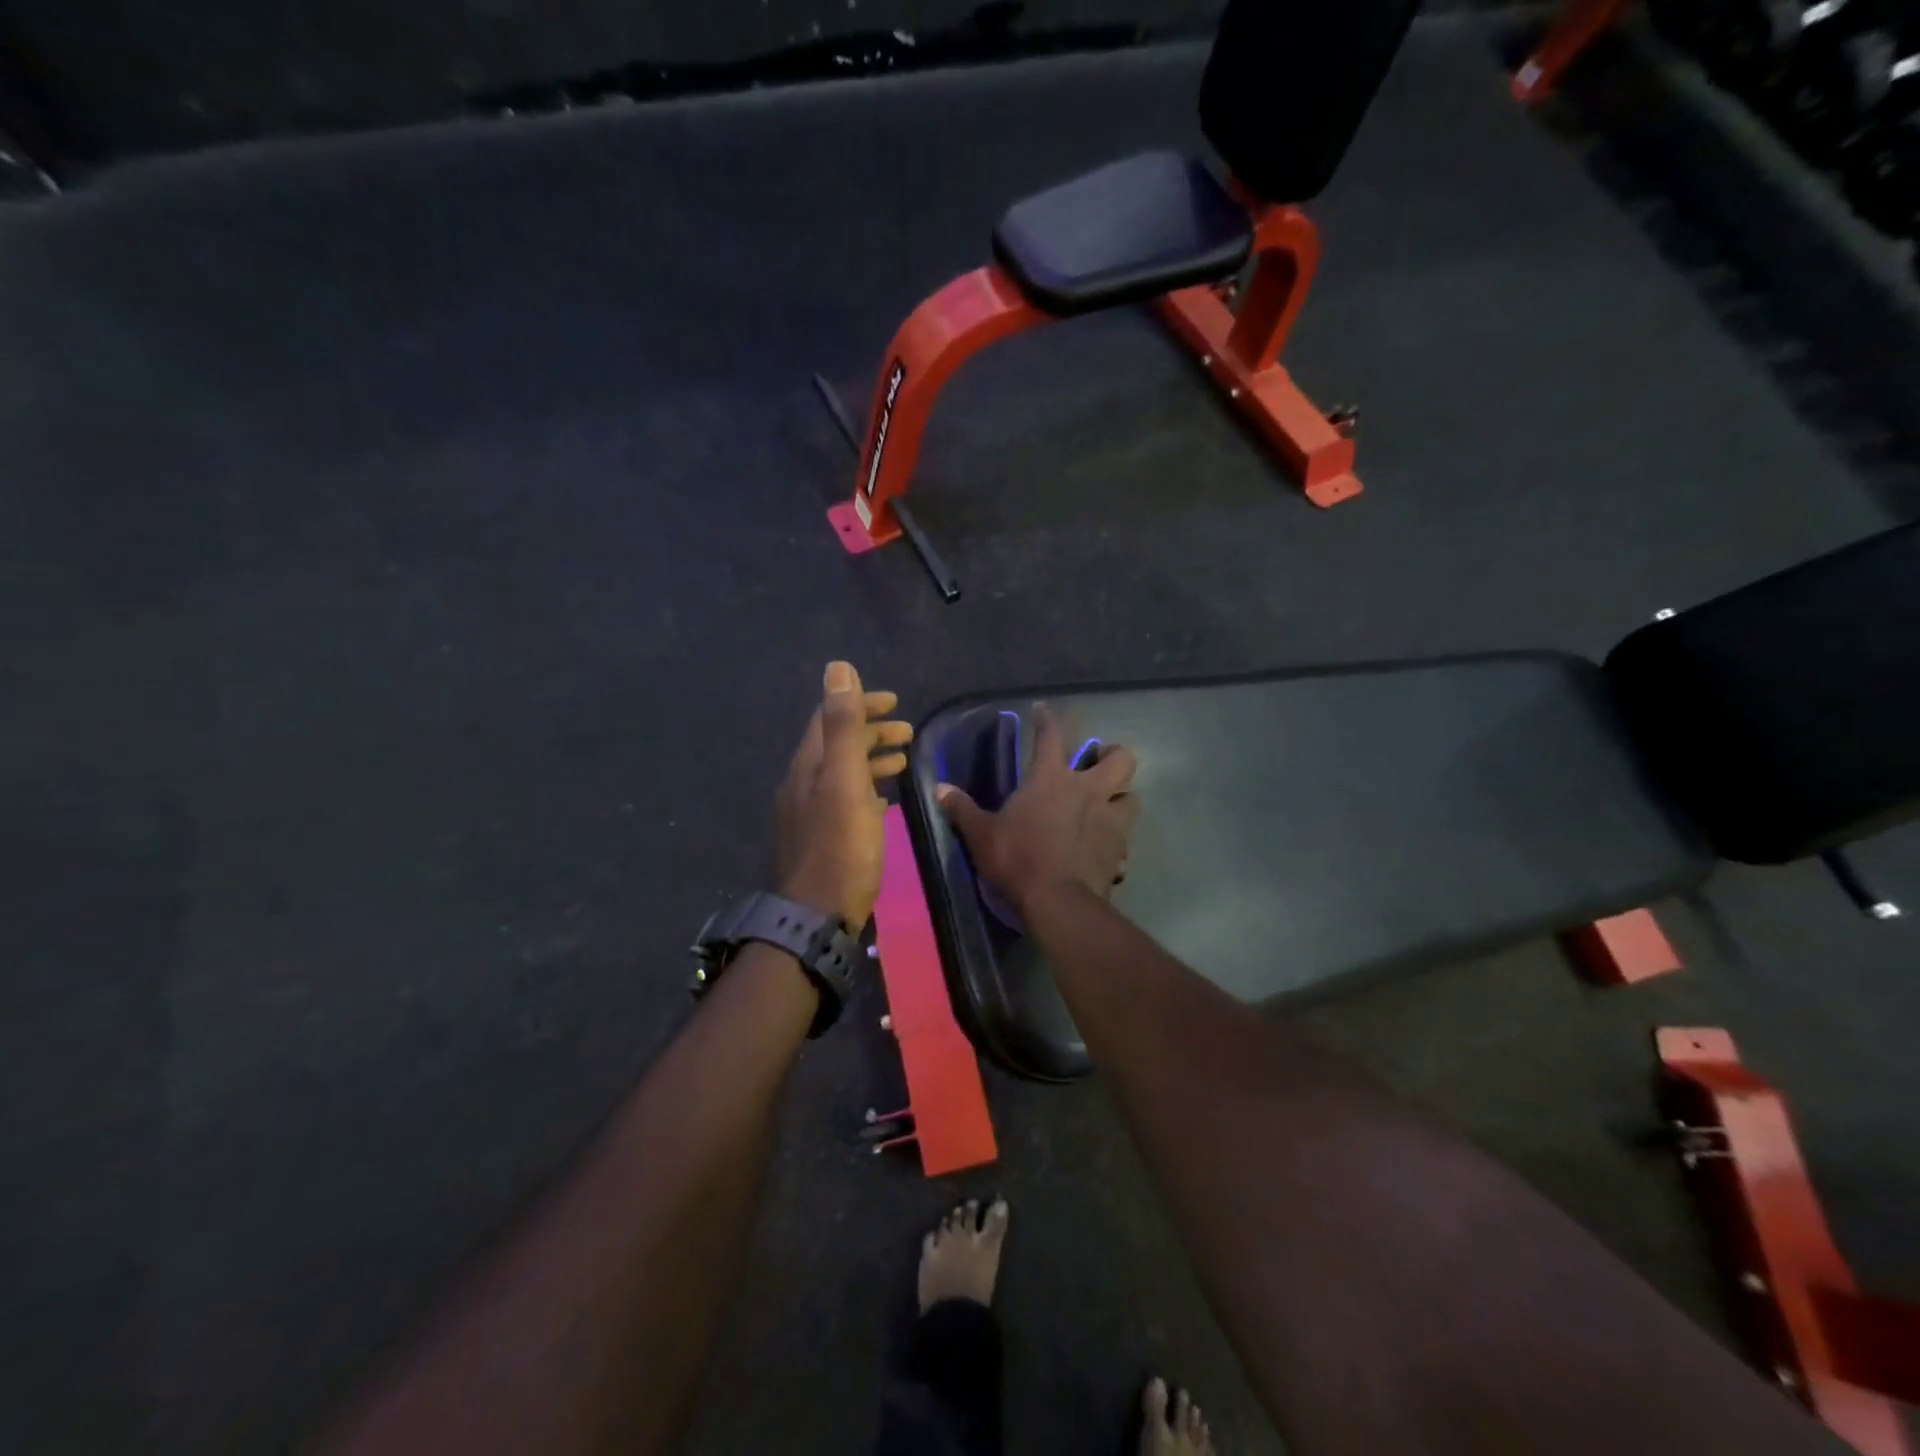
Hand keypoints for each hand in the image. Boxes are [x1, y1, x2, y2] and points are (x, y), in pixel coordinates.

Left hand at [775, 661, 913, 930]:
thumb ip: (843, 726)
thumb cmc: (840, 847)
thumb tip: (837, 668)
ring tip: (904, 758)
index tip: (893, 701)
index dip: (860, 703)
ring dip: (872, 759)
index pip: (830, 719)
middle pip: (837, 745)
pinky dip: (867, 788)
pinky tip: (885, 800)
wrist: (817, 916)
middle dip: (871, 731)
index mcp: (808, 766)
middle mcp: (803, 784)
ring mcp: (810, 813)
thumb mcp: (845, 781)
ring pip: (843, 773)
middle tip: (907, 730)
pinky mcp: (822, 838)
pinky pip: (846, 800)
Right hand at [936, 704, 1137, 915]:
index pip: (1051, 736)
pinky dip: (1118, 839)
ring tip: (1108, 804)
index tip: (1043, 710)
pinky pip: (1126, 838)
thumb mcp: (981, 835)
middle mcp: (1087, 791)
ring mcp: (1110, 820)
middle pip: (1120, 758)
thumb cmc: (1017, 859)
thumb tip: (939, 788)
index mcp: (1050, 780)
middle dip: (1113, 755)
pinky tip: (1106, 848)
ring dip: (1122, 797)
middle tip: (1098, 763)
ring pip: (1132, 796)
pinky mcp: (1120, 850)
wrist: (1059, 902)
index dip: (1047, 720)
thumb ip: (962, 809)